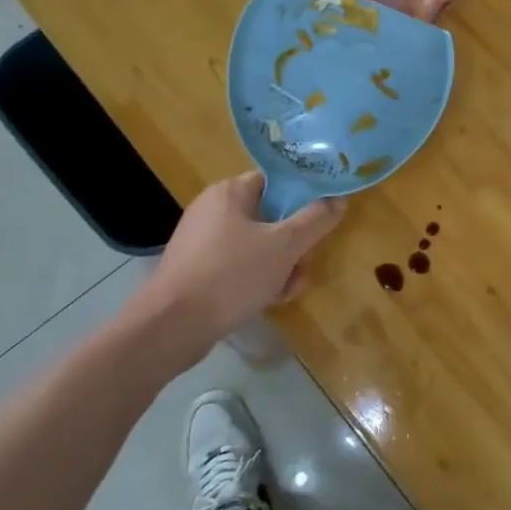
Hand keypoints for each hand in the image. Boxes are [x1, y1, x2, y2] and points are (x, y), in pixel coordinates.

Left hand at [114, 173, 342, 375]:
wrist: (171, 328)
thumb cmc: (231, 275)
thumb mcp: (284, 246)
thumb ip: (316, 220)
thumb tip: (339, 200)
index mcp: (229, 192)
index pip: (275, 181)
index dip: (303, 197)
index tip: (321, 219)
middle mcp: (213, 210)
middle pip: (271, 216)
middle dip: (295, 242)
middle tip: (305, 262)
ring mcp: (203, 243)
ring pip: (259, 245)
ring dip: (282, 265)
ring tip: (290, 288)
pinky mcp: (199, 272)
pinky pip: (240, 266)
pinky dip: (259, 279)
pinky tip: (271, 300)